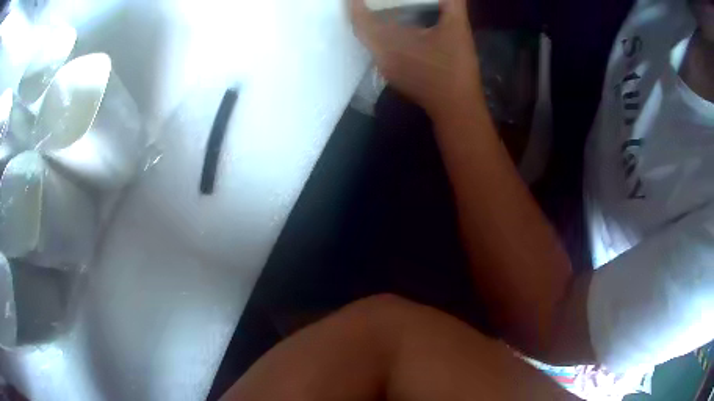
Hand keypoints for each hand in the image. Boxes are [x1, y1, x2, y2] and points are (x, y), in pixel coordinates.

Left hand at [349, 0, 482, 116]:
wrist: (457, 108)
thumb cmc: (455, 68)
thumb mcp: (457, 31)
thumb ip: (453, 5)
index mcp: (388, 42)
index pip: (360, 20)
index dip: (355, 5)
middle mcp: (380, 56)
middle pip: (362, 30)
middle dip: (363, 13)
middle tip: (369, 0)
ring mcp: (386, 68)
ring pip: (371, 42)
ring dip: (372, 25)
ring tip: (381, 10)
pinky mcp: (394, 76)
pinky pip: (380, 51)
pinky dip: (381, 37)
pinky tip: (396, 31)